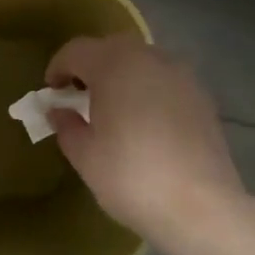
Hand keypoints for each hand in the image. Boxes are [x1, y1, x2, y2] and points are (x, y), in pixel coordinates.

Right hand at [45, 34, 246, 243]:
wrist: (202, 207)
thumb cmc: (131, 176)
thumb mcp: (85, 156)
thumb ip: (66, 126)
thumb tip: (60, 111)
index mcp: (113, 64)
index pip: (76, 50)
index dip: (58, 67)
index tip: (51, 91)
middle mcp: (148, 57)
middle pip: (111, 48)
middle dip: (91, 66)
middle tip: (79, 96)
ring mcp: (180, 74)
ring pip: (141, 61)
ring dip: (122, 75)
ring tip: (114, 108)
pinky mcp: (201, 95)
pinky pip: (164, 80)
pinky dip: (148, 89)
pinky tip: (146, 121)